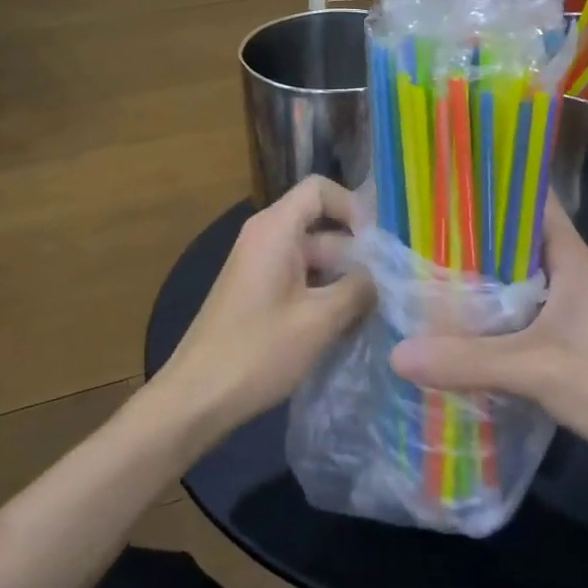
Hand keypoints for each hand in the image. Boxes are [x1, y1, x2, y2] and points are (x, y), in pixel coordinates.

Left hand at [152, 176, 373, 443]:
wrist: (196, 397)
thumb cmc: (258, 352)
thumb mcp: (319, 321)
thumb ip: (358, 289)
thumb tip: (381, 276)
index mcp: (275, 229)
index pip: (319, 189)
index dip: (353, 207)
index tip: (378, 245)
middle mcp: (265, 237)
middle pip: (320, 224)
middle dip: (356, 251)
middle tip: (390, 286)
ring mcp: (258, 265)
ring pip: (312, 255)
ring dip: (343, 277)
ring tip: (376, 309)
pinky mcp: (256, 292)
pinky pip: (298, 277)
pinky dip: (323, 292)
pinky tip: (345, 324)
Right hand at [389, 203, 587, 494]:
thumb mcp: (539, 370)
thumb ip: (470, 360)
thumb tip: (398, 352)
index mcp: (569, 259)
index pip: (530, 199)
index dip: (491, 182)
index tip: (443, 177)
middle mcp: (566, 276)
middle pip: (511, 240)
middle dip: (467, 233)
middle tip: (413, 227)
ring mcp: (566, 311)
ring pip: (510, 281)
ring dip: (474, 279)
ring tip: (420, 270)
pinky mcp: (563, 346)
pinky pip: (514, 319)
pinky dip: (485, 318)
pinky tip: (450, 327)